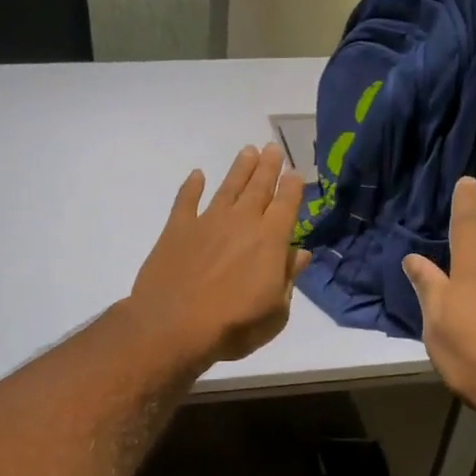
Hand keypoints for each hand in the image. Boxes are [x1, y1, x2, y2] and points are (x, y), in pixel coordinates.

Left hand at [128, 144, 313, 366]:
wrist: (173, 327)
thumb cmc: (233, 326)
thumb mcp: (276, 312)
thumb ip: (289, 278)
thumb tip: (302, 254)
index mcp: (271, 240)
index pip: (287, 204)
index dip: (293, 187)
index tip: (295, 172)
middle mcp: (242, 222)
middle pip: (259, 187)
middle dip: (268, 167)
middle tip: (273, 148)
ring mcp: (207, 221)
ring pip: (228, 187)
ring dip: (239, 168)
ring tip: (248, 151)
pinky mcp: (177, 229)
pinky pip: (186, 200)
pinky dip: (191, 186)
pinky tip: (197, 175)